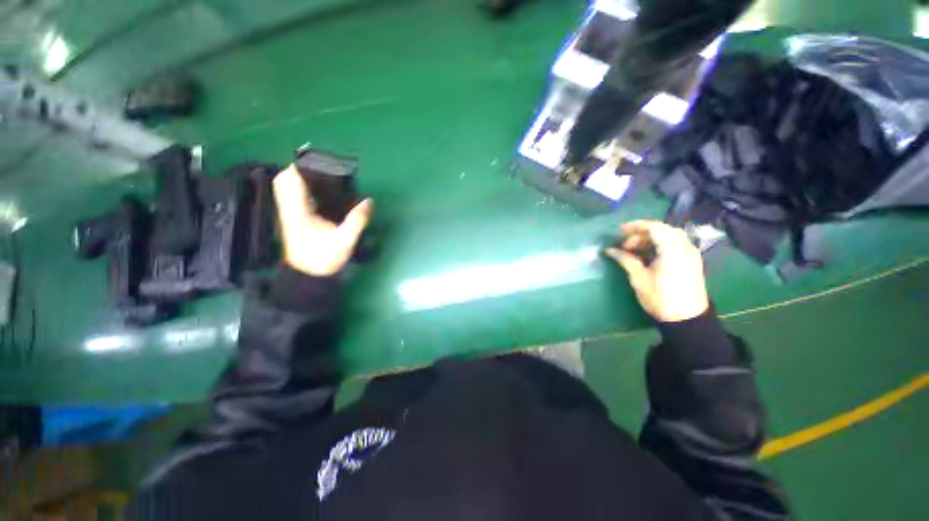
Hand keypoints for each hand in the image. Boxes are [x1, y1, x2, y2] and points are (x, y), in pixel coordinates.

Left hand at [272, 165, 372, 275]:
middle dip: (298, 169)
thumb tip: (369, 201)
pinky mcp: (292, 220)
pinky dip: (301, 189)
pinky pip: (292, 197)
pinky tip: (317, 193)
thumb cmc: (324, 258)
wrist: (308, 276)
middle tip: (319, 167)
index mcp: (298, 212)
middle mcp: (289, 209)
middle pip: (284, 180)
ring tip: (319, 176)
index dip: (300, 166)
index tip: (317, 159)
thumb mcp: (344, 240)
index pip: (291, 181)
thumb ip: (357, 220)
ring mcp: (288, 215)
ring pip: (286, 188)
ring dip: (298, 178)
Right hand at [606, 220, 708, 322]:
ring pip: (670, 235)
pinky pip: (676, 243)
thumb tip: (610, 250)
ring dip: (651, 238)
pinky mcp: (692, 261)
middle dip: (642, 233)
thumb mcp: (639, 279)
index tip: (620, 230)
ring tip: (635, 250)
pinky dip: (661, 243)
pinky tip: (649, 254)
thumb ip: (626, 260)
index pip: (655, 227)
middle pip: (663, 229)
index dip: (636, 226)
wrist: (687, 319)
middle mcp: (684, 248)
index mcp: (672, 251)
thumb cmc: (661, 298)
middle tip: (626, 245)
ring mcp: (691, 254)